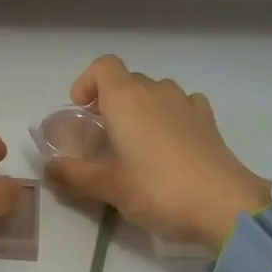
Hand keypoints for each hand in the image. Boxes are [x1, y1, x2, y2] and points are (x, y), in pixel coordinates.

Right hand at [43, 56, 269, 254]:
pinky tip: (168, 146)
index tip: (81, 112)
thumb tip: (48, 169)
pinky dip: (168, 116)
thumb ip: (73, 175)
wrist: (224, 205)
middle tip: (102, 137)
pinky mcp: (208, 121)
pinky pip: (181, 105)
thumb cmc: (158, 189)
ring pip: (155, 92)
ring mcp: (187, 103)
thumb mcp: (108, 187)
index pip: (102, 66)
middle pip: (127, 81)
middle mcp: (156, 91)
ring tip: (135, 143)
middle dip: (110, 102)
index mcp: (126, 99)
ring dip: (140, 109)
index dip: (87, 83)